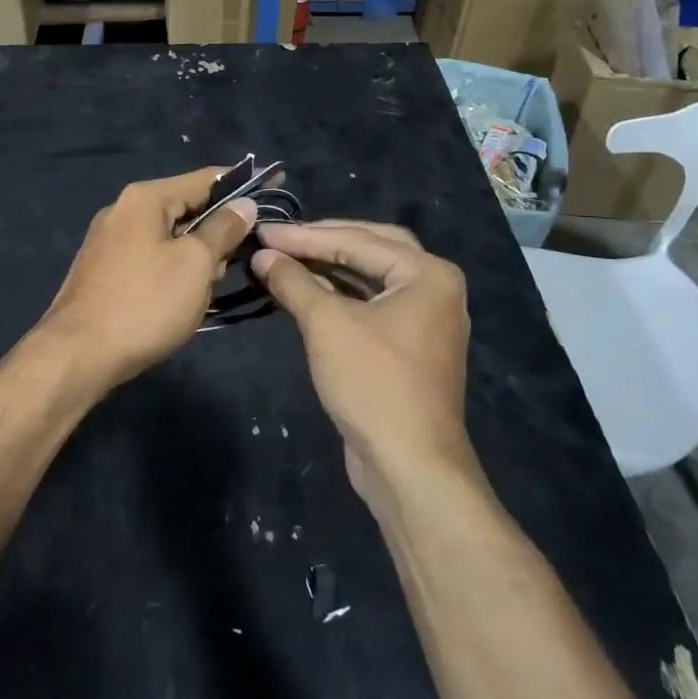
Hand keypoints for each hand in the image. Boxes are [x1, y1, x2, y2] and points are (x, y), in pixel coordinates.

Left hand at [37, 167, 257, 389]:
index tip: (277, 183)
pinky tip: (183, 300)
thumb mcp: (195, 264)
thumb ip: (223, 229)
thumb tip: (243, 204)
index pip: (205, 178)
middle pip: (187, 207)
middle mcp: (123, 211)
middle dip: (219, 230)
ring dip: (197, 257)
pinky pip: (152, 258)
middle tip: (242, 258)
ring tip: (208, 289)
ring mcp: (109, 242)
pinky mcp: (104, 271)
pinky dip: (174, 271)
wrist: (76, 356)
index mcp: (145, 198)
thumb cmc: (144, 304)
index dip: (243, 181)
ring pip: (170, 237)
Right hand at [250, 221, 471, 501]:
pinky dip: (341, 295)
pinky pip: (373, 305)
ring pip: (372, 278)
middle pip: (372, 248)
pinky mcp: (411, 347)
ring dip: (330, 268)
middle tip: (280, 239)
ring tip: (286, 260)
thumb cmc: (373, 383)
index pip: (359, 239)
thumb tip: (263, 254)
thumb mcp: (327, 324)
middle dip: (323, 242)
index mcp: (428, 274)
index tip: (263, 231)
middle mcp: (435, 289)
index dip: (306, 235)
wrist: (410, 467)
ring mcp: (426, 320)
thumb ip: (294, 281)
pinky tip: (308, 293)